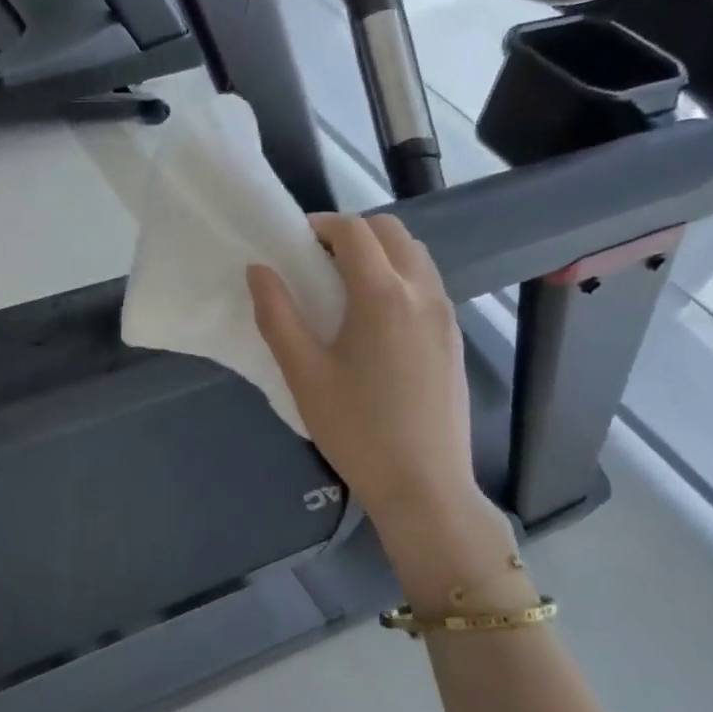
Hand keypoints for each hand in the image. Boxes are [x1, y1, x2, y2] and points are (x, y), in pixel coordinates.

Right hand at [248, 214, 517, 609]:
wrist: (424, 485)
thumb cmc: (356, 430)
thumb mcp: (303, 374)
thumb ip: (277, 314)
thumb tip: (259, 270)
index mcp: (383, 295)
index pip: (354, 231)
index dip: (320, 225)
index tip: (292, 245)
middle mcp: (422, 292)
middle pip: (391, 232)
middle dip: (351, 233)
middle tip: (315, 263)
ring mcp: (445, 315)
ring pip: (415, 255)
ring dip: (378, 253)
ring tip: (343, 288)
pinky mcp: (453, 338)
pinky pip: (426, 284)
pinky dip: (398, 277)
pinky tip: (373, 321)